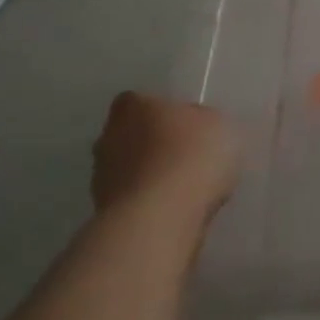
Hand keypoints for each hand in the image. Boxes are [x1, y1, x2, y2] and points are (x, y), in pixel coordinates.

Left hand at [91, 92, 238, 225]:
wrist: (161, 218)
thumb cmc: (192, 156)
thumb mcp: (218, 124)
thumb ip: (203, 122)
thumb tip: (196, 127)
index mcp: (133, 107)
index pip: (141, 102)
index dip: (163, 114)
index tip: (186, 127)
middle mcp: (108, 137)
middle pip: (131, 136)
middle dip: (153, 146)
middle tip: (186, 157)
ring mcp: (101, 178)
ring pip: (130, 170)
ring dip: (149, 177)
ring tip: (184, 189)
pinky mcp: (104, 214)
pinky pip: (133, 201)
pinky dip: (149, 204)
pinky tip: (175, 210)